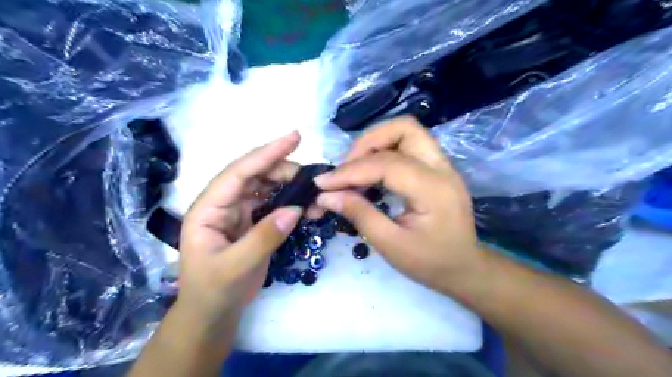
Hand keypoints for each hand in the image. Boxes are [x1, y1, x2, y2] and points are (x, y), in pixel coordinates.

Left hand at [179, 133, 305, 326]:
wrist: (213, 313)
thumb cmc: (214, 291)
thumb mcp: (236, 267)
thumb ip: (264, 237)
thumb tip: (296, 209)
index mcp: (208, 208)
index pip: (238, 172)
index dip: (266, 153)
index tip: (295, 137)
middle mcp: (223, 203)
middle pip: (256, 175)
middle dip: (284, 171)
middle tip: (312, 180)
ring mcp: (239, 212)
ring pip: (267, 187)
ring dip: (291, 186)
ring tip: (314, 193)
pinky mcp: (253, 222)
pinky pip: (274, 204)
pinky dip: (292, 202)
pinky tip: (307, 207)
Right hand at [313, 116, 482, 290]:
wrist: (464, 268)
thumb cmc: (430, 262)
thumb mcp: (391, 245)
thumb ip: (359, 214)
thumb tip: (326, 196)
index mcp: (433, 189)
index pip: (385, 164)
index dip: (349, 172)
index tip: (322, 183)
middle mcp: (442, 167)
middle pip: (403, 129)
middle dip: (367, 143)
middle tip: (345, 170)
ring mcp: (442, 165)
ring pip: (406, 132)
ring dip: (376, 143)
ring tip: (355, 168)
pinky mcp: (437, 168)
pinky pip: (408, 145)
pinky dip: (384, 151)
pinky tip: (371, 172)